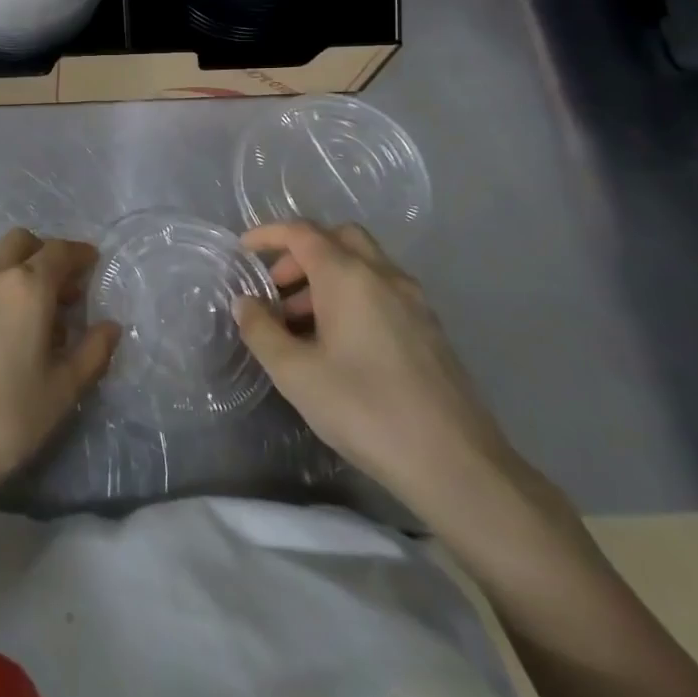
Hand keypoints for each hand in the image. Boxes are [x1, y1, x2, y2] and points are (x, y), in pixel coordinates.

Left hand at [0, 228, 119, 524]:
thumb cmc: (3, 421)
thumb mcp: (60, 392)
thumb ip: (91, 353)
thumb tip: (109, 327)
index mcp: (24, 288)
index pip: (58, 252)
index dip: (78, 254)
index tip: (91, 262)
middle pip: (19, 243)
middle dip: (43, 254)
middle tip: (60, 289)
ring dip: (14, 274)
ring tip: (27, 320)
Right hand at [234, 221, 524, 521]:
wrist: (455, 463)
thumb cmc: (364, 409)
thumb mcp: (296, 374)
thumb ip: (262, 331)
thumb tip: (245, 303)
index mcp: (349, 276)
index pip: (302, 233)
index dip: (268, 235)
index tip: (242, 251)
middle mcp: (384, 275)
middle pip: (338, 238)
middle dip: (301, 254)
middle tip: (277, 289)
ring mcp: (413, 301)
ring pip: (363, 264)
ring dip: (326, 277)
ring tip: (300, 324)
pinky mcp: (430, 328)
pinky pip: (382, 290)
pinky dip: (352, 296)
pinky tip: (339, 343)